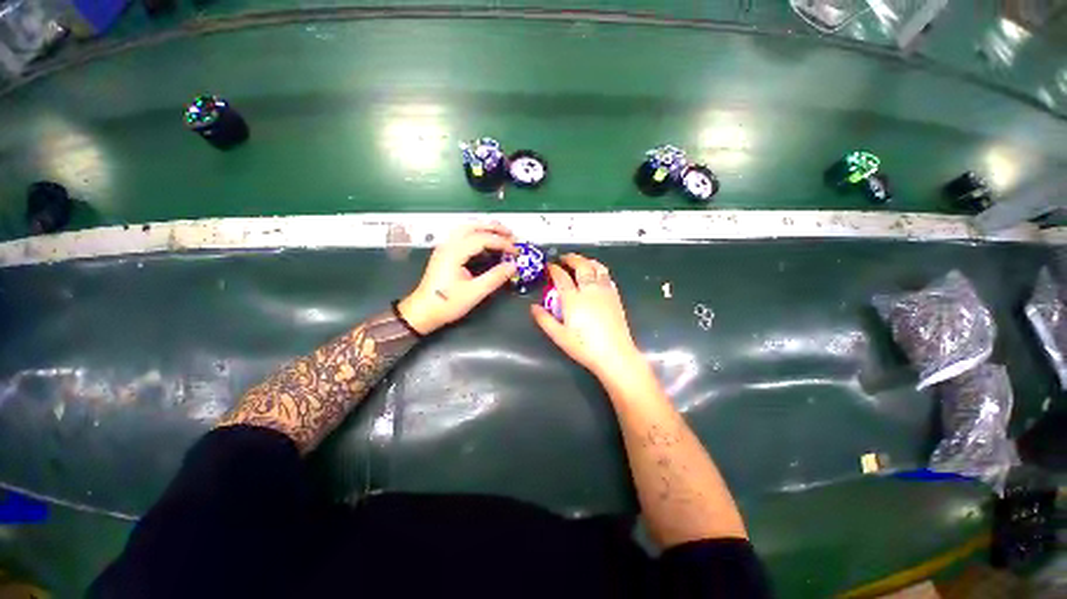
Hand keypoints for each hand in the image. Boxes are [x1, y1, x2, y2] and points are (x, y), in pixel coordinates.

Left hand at [398, 222, 517, 334]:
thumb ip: (495, 277)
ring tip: (501, 234)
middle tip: (511, 235)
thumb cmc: (447, 303)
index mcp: (454, 253)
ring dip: (485, 228)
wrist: (423, 312)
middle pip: (473, 226)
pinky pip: (462, 235)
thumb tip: (513, 266)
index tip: (515, 251)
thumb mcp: (475, 292)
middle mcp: (448, 245)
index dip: (502, 243)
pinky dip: (477, 234)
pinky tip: (486, 241)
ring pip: (466, 228)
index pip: (482, 238)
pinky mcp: (445, 253)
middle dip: (494, 228)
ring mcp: (445, 248)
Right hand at [530, 253, 645, 379]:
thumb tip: (533, 307)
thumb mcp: (559, 336)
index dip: (554, 269)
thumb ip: (545, 320)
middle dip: (572, 258)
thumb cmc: (584, 347)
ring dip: (587, 261)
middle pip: (581, 266)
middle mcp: (589, 291)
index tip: (549, 266)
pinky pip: (607, 277)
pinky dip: (600, 270)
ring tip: (581, 261)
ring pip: (597, 268)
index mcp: (573, 299)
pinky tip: (597, 274)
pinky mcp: (615, 297)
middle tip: (564, 257)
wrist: (615, 355)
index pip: (561, 277)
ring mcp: (605, 292)